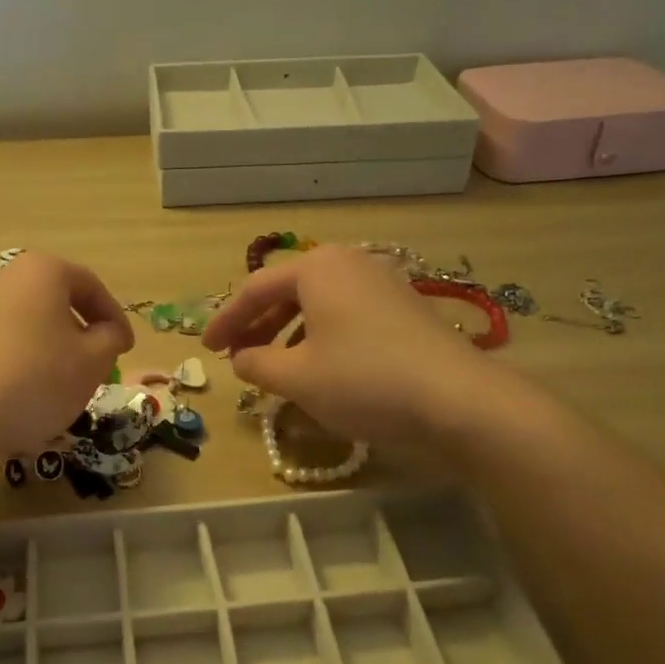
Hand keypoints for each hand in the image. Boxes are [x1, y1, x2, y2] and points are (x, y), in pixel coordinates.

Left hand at [0, 251, 133, 469]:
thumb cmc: (32, 383)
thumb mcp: (90, 364)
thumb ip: (109, 339)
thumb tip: (107, 331)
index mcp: (38, 272)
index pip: (89, 285)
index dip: (114, 317)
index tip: (125, 348)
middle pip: (48, 301)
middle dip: (73, 331)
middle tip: (89, 365)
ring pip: (14, 325)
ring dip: (37, 349)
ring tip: (48, 388)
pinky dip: (2, 365)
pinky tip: (7, 399)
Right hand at [202, 244, 505, 450]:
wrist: (457, 400)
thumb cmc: (363, 380)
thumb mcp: (296, 377)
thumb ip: (257, 364)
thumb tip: (241, 358)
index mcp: (317, 267)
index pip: (255, 289)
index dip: (225, 321)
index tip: (206, 349)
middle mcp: (350, 263)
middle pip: (288, 291)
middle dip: (256, 325)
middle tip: (234, 355)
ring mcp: (382, 283)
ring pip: (318, 304)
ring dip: (287, 332)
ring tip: (272, 364)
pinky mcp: (404, 310)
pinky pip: (346, 316)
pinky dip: (320, 337)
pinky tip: (318, 367)